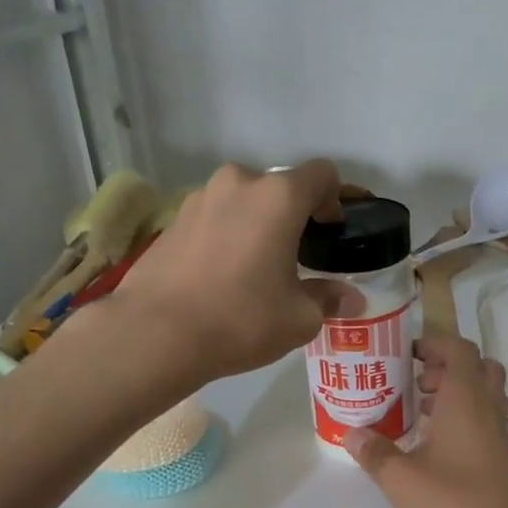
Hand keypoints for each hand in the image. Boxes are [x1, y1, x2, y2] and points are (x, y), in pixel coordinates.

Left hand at [111, 159, 360, 382]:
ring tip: (255, 268)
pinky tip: (221, 276)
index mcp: (279, 197)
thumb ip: (328, 299)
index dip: (335, 199)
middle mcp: (239, 184)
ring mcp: (199, 198)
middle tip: (295, 256)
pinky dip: (226, 236)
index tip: (331, 232)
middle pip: (279, 187)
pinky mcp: (172, 220)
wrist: (156, 333)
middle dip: (292, 215)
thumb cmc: (241, 320)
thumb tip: (351, 298)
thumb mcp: (299, 318)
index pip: (322, 174)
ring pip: (242, 202)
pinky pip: (214, 219)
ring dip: (256, 224)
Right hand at [344, 336, 507, 507]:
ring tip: (419, 413)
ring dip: (454, 392)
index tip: (405, 353)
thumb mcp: (402, 480)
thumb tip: (352, 434)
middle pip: (475, 366)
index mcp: (465, 398)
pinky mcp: (502, 457)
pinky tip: (434, 446)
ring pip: (482, 394)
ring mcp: (498, 433)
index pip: (458, 348)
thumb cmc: (455, 503)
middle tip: (414, 383)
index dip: (433, 343)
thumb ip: (375, 454)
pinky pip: (483, 419)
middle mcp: (487, 407)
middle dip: (444, 366)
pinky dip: (462, 418)